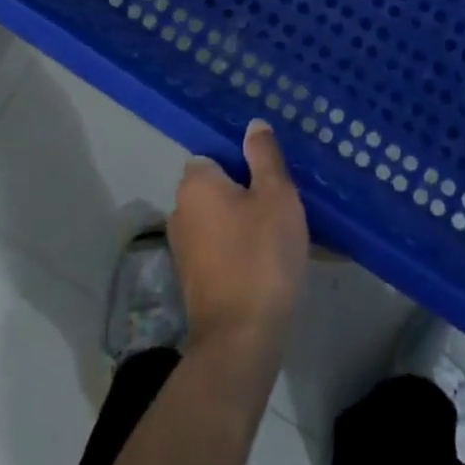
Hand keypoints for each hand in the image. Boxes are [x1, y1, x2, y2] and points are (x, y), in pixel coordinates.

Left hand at [170, 120, 308, 357]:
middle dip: (248, 190)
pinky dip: (240, 247)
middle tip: (285, 199)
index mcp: (195, 184)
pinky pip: (221, 247)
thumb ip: (264, 155)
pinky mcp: (194, 280)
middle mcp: (180, 210)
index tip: (273, 172)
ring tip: (283, 229)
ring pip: (221, 218)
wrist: (240, 339)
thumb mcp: (276, 194)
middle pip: (219, 186)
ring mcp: (183, 248)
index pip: (217, 154)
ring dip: (246, 220)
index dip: (245, 160)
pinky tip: (269, 259)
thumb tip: (252, 125)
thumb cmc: (260, 255)